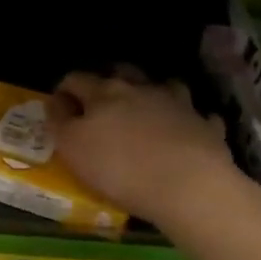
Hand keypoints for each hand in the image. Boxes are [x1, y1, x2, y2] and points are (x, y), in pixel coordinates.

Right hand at [47, 68, 239, 226]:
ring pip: (163, 85)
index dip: (64, 90)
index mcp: (103, 93)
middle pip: (121, 72)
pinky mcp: (205, 125)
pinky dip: (188, 119)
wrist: (189, 187)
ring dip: (151, 92)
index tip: (59, 107)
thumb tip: (55, 102)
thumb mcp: (72, 147)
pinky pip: (196, 115)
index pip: (76, 79)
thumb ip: (59, 121)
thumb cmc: (119, 168)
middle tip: (99, 102)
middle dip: (107, 80)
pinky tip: (184, 130)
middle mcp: (140, 89)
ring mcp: (177, 104)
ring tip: (145, 109)